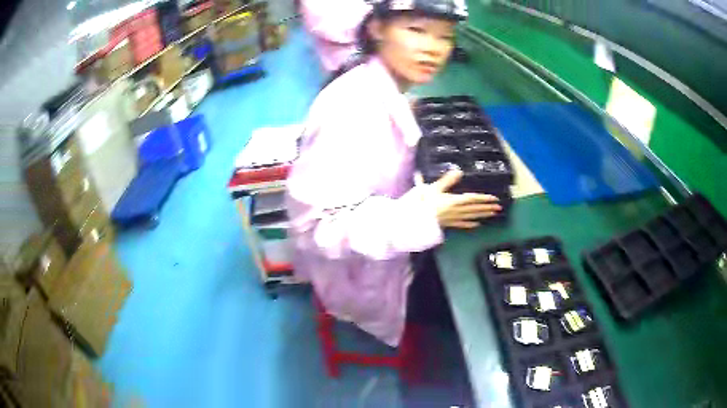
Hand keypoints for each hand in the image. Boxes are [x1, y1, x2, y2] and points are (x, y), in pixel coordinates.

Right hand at [430, 170, 501, 228]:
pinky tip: (477, 225)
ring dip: (483, 215)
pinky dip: (471, 224)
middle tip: (499, 207)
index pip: (473, 199)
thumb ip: (447, 180)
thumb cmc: (424, 203)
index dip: (484, 198)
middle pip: (475, 209)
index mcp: (455, 201)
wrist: (416, 221)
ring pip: (472, 217)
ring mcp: (454, 219)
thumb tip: (459, 171)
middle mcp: (457, 210)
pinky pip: (462, 225)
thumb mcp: (434, 189)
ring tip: (493, 214)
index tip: (494, 198)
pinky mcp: (449, 224)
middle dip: (487, 207)